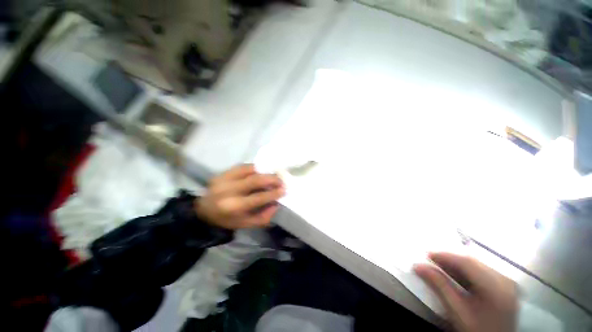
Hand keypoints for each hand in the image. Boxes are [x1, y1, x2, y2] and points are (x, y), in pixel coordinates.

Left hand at [195, 164, 284, 228]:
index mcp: (234, 207)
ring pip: (249, 170)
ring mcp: (224, 179)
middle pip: (255, 180)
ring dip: (264, 171)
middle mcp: (228, 190)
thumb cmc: (227, 219)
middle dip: (271, 178)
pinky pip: (242, 166)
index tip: (284, 189)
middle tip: (280, 180)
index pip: (259, 197)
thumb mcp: (247, 224)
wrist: (204, 211)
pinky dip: (254, 168)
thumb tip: (277, 203)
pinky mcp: (222, 172)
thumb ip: (264, 216)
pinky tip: (260, 171)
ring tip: (272, 174)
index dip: (273, 193)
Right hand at [414, 252, 517, 331]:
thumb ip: (439, 286)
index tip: (427, 254)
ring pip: (477, 266)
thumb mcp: (456, 310)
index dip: (445, 256)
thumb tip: (419, 267)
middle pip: (473, 263)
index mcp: (496, 286)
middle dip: (450, 260)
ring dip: (457, 266)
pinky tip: (455, 275)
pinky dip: (466, 272)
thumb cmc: (476, 330)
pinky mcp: (505, 288)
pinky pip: (482, 273)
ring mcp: (506, 284)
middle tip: (431, 261)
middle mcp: (505, 281)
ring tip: (440, 267)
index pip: (467, 263)